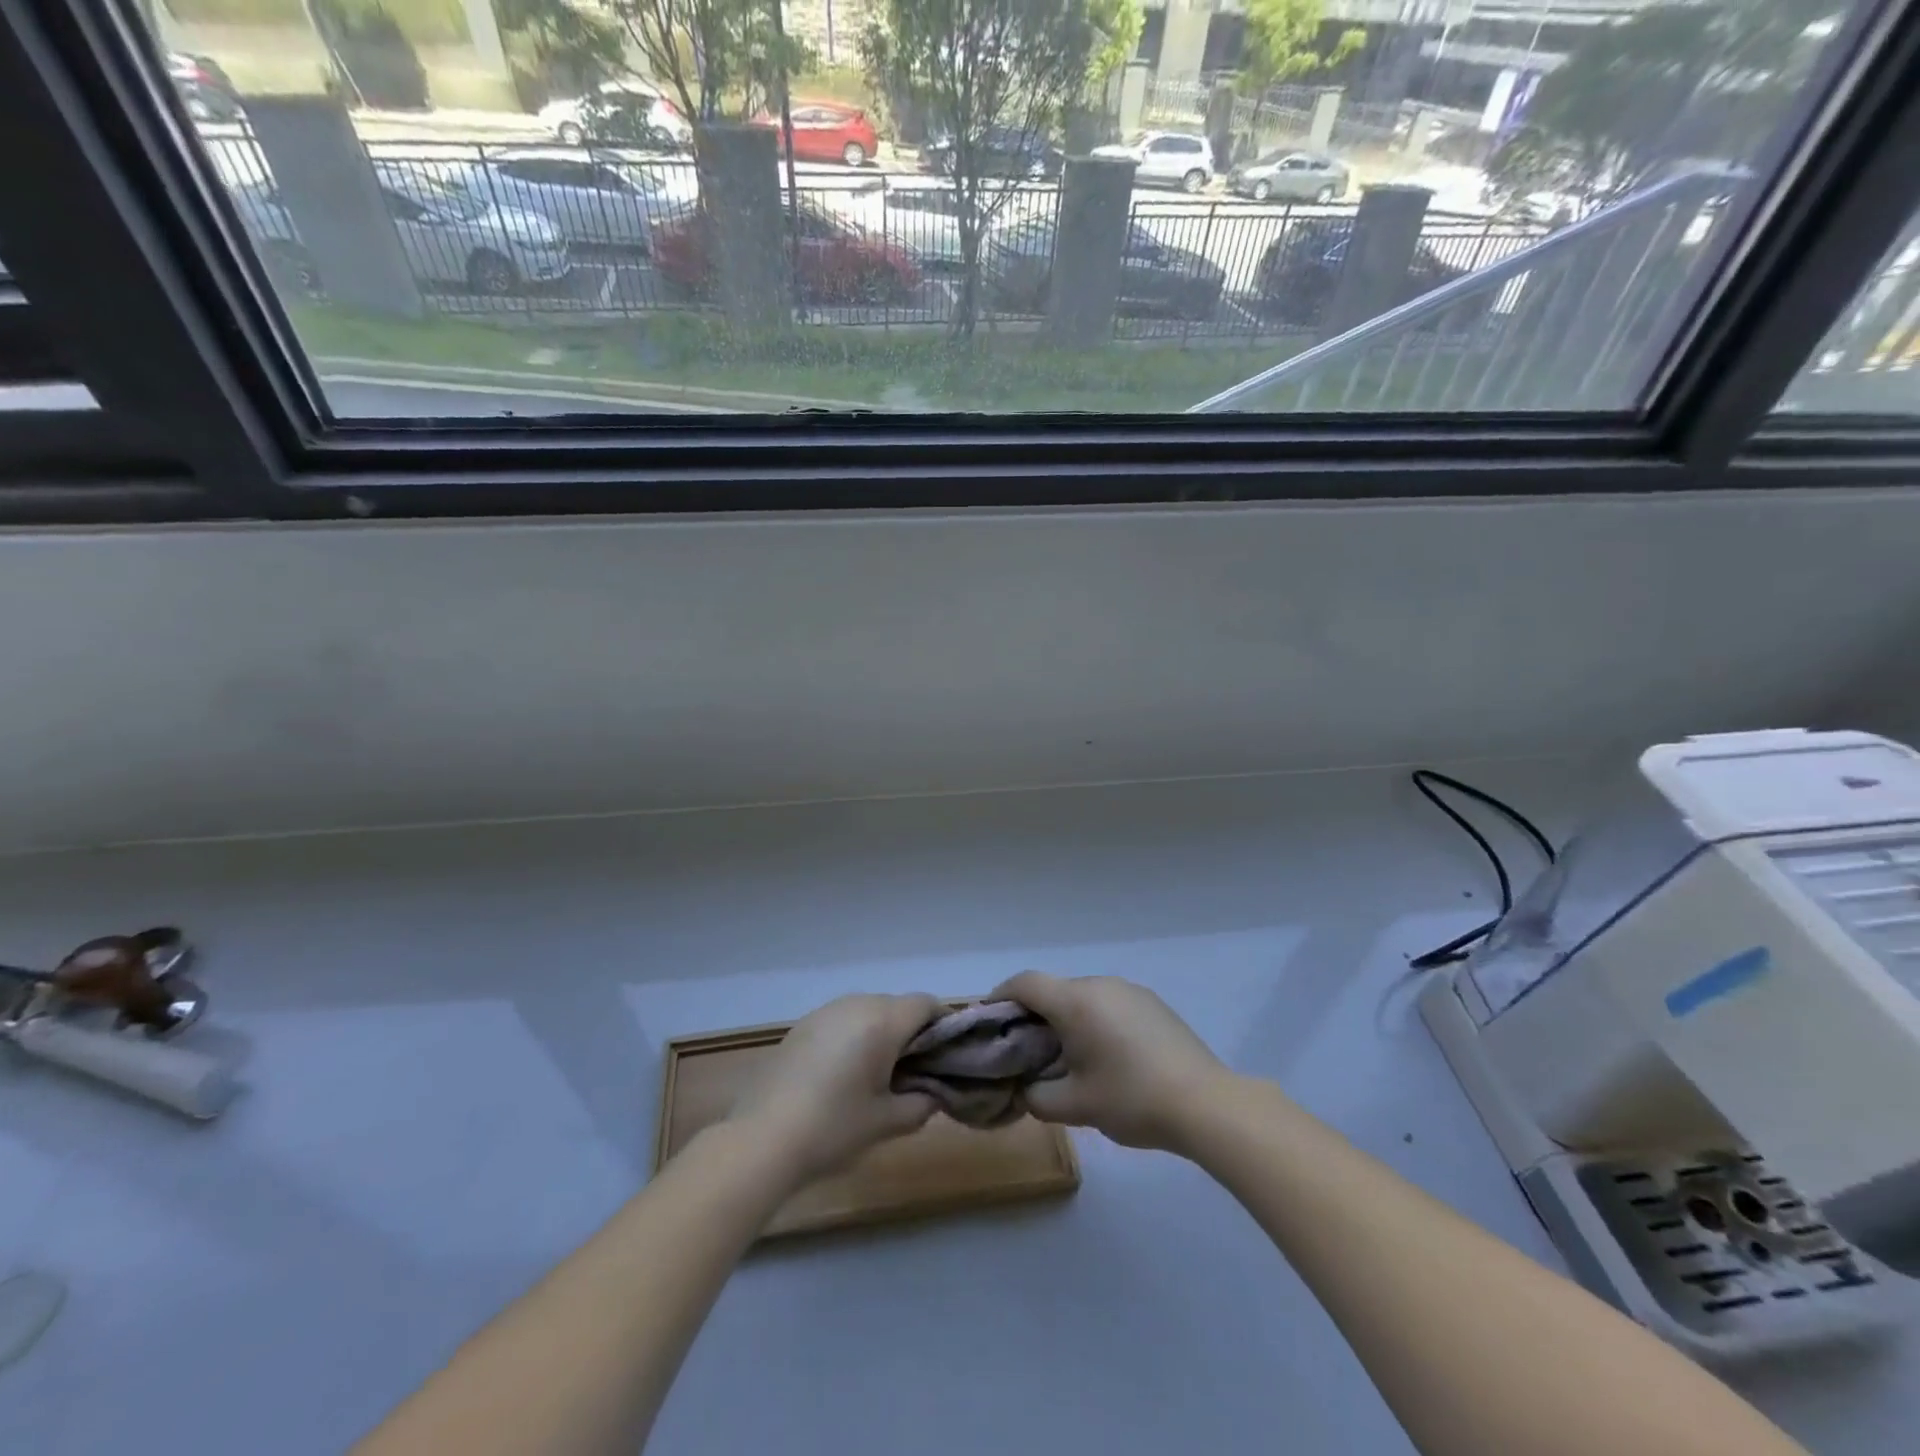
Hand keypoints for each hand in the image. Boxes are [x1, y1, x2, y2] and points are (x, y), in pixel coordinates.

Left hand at [728, 993, 940, 1184]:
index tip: (947, 1054)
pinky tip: (843, 1073)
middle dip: (912, 1031)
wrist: (763, 1139)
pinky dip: (854, 1036)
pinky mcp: (802, 1025)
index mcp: (882, 1020)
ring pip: (868, 1010)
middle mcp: (856, 1004)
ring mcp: (825, 1011)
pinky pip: (842, 1020)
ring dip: (881, 1032)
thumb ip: (921, 1104)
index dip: (943, 1024)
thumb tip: (933, 1094)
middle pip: (897, 1005)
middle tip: (915, 1071)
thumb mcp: (887, 1122)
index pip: (926, 1004)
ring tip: (878, 1073)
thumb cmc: (834, 1127)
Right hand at [988, 972, 1231, 1153]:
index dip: (1000, 996)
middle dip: (1034, 1015)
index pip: (1024, 983)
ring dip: (1067, 1019)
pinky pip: (1109, 1003)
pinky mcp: (1152, 1003)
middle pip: (1054, 990)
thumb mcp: (1075, 1107)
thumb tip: (1024, 1090)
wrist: (1206, 1103)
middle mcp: (1100, 984)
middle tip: (1027, 1051)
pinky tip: (1108, 1057)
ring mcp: (1130, 990)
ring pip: (1083, 997)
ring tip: (1069, 1058)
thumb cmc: (1131, 1099)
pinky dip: (1095, 1021)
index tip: (990, 1020)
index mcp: (1075, 1001)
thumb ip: (1037, 1097)